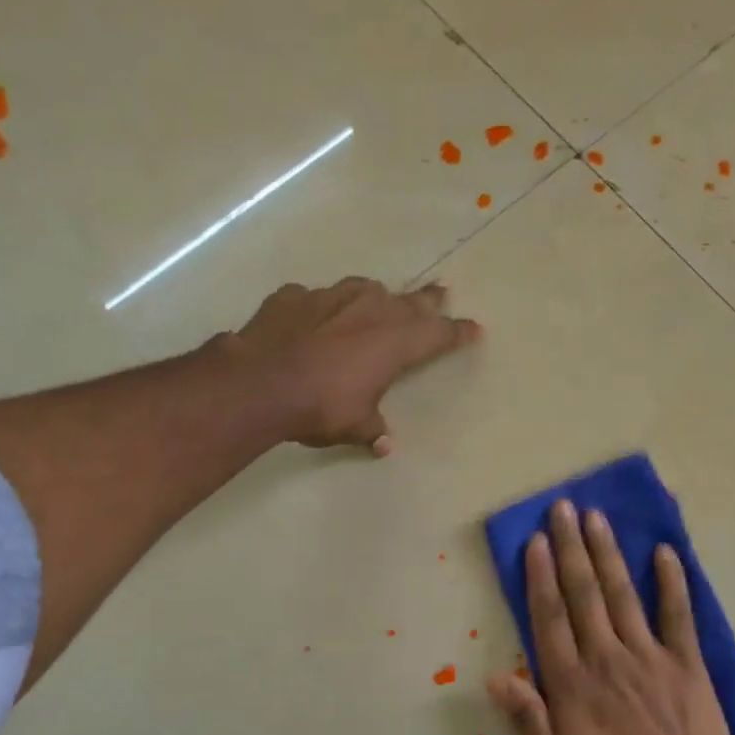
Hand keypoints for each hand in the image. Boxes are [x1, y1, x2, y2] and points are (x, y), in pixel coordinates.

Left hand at [232, 277, 481, 455]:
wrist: (260, 382)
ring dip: (376, 297)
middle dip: (428, 300)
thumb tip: (383, 444)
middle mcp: (370, 310)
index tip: (474, 328)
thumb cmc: (321, 406)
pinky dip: (322, 309)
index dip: (458, 332)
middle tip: (441, 292)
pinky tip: (314, 320)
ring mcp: (331, 297)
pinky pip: (317, 299)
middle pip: (410, 301)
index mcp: (395, 342)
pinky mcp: (295, 296)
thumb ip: (371, 429)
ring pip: (365, 290)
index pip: (438, 334)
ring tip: (377, 302)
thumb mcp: (354, 425)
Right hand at [486, 498, 734, 734]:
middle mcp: (606, 656)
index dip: (540, 576)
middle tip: (562, 508)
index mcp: (573, 682)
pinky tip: (663, 552)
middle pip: (583, 593)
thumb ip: (529, 719)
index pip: (550, 617)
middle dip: (570, 548)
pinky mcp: (686, 662)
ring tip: (596, 517)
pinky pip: (678, 614)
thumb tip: (495, 677)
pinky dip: (671, 581)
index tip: (535, 540)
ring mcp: (649, 655)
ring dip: (607, 553)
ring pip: (622, 594)